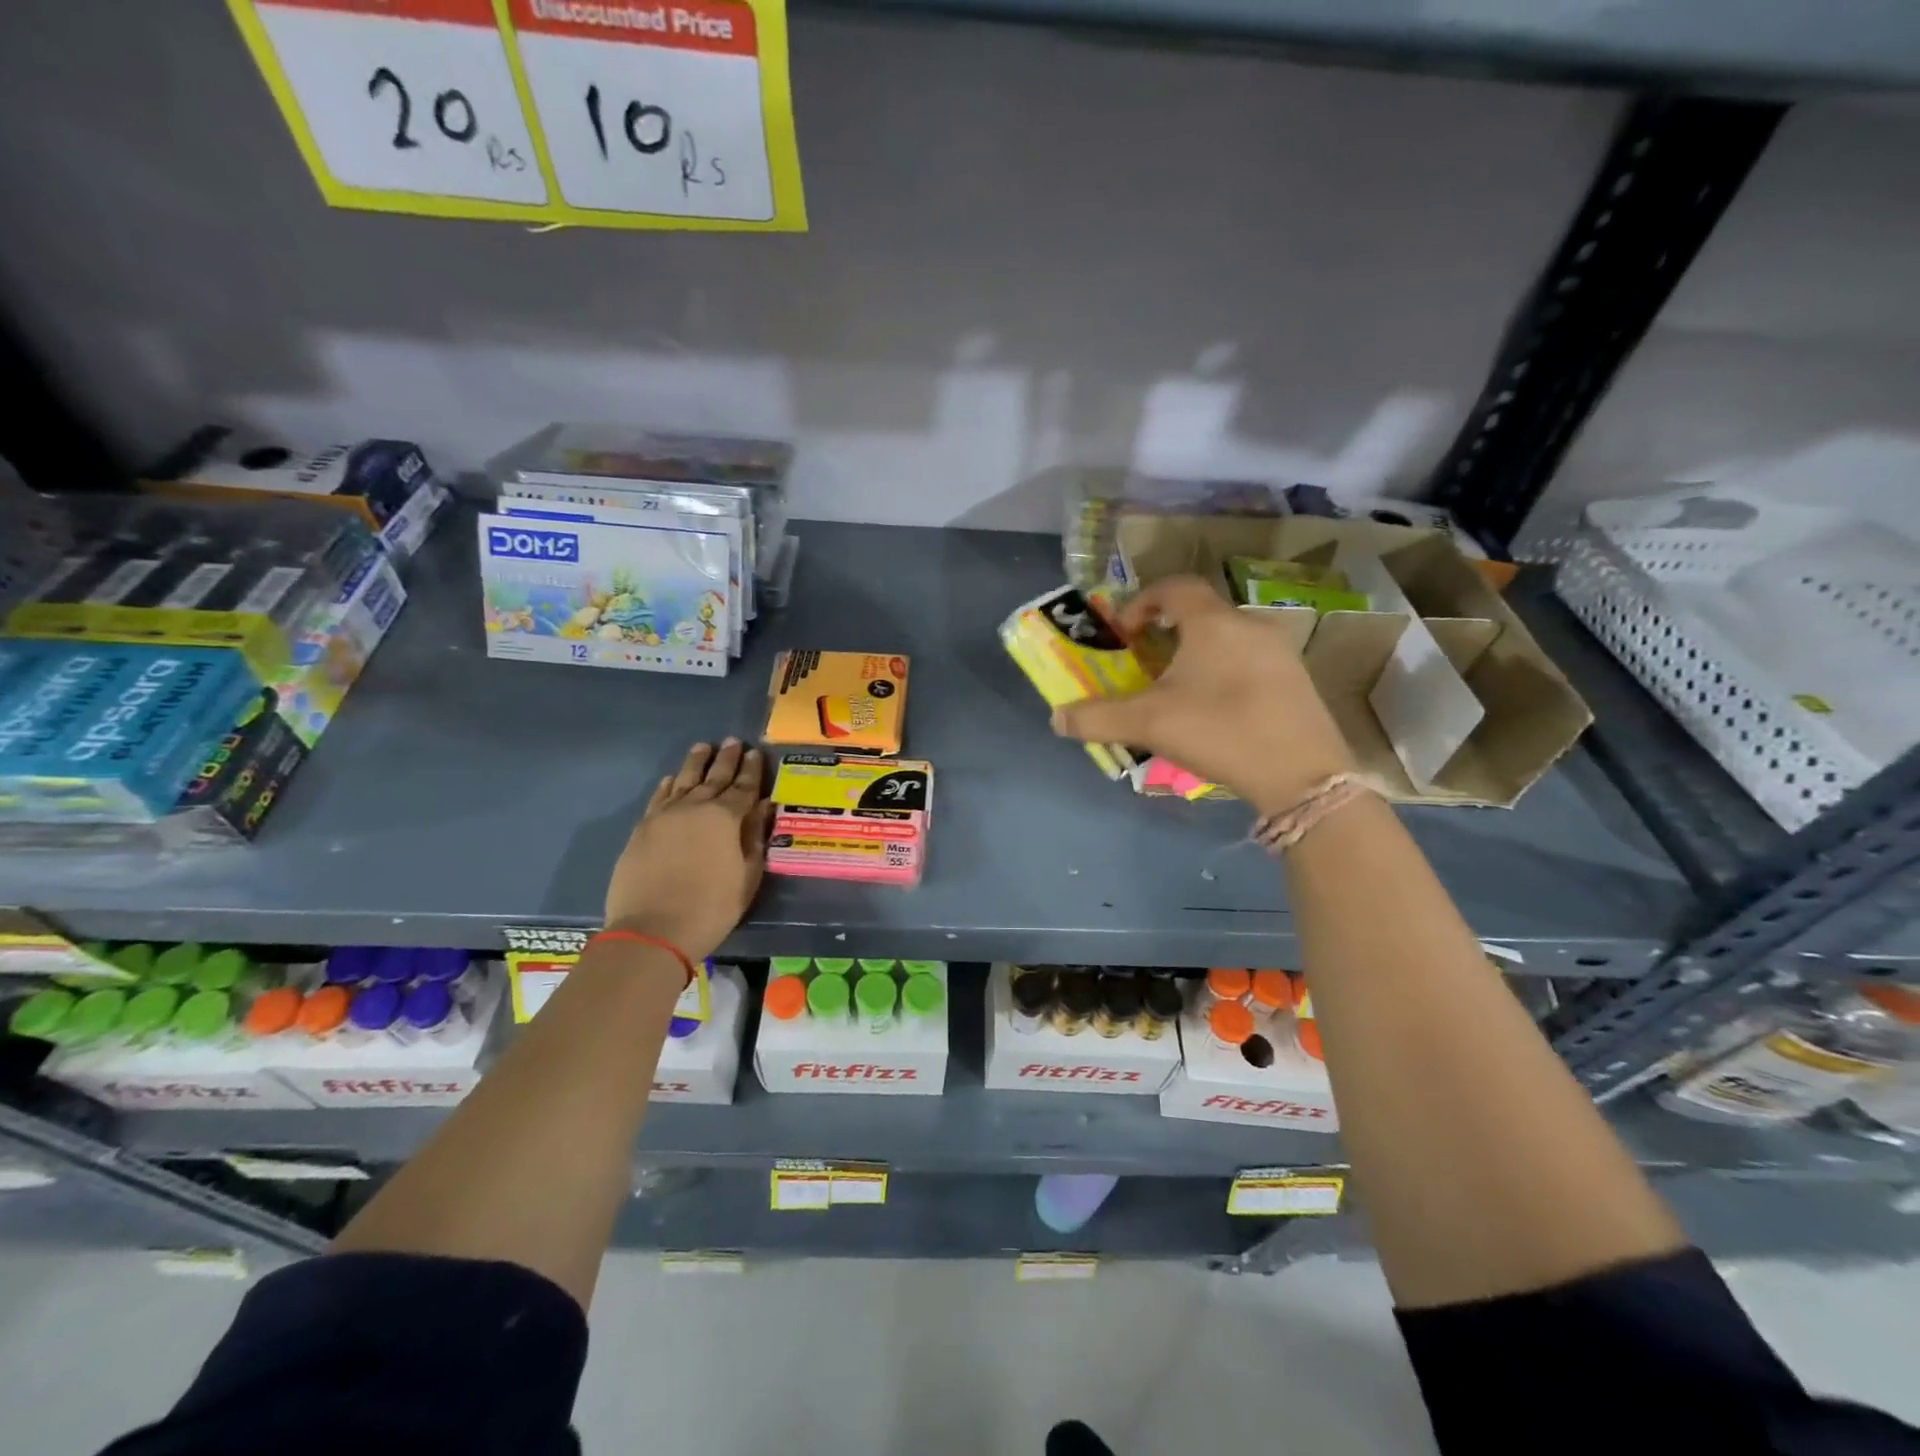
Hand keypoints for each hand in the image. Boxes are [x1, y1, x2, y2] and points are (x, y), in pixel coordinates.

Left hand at [604, 739, 771, 960]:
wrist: (653, 930)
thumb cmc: (711, 908)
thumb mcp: (746, 876)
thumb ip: (754, 838)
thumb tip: (763, 807)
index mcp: (726, 817)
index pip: (744, 787)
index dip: (751, 770)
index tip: (755, 752)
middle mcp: (695, 807)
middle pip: (714, 777)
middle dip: (726, 759)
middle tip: (733, 741)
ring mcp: (665, 816)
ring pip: (683, 780)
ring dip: (695, 763)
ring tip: (703, 747)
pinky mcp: (642, 829)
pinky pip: (658, 798)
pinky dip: (666, 786)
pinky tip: (670, 779)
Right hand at [1051, 576, 1354, 811]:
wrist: (1302, 775)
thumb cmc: (1219, 731)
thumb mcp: (1148, 724)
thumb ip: (1097, 717)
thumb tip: (1056, 717)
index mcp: (1213, 622)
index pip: (1174, 587)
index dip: (1142, 600)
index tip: (1124, 630)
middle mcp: (1250, 625)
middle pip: (1201, 613)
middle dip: (1167, 633)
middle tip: (1146, 663)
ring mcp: (1280, 652)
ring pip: (1227, 638)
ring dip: (1197, 654)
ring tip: (1178, 691)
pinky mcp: (1297, 680)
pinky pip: (1250, 661)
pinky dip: (1224, 672)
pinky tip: (1217, 711)